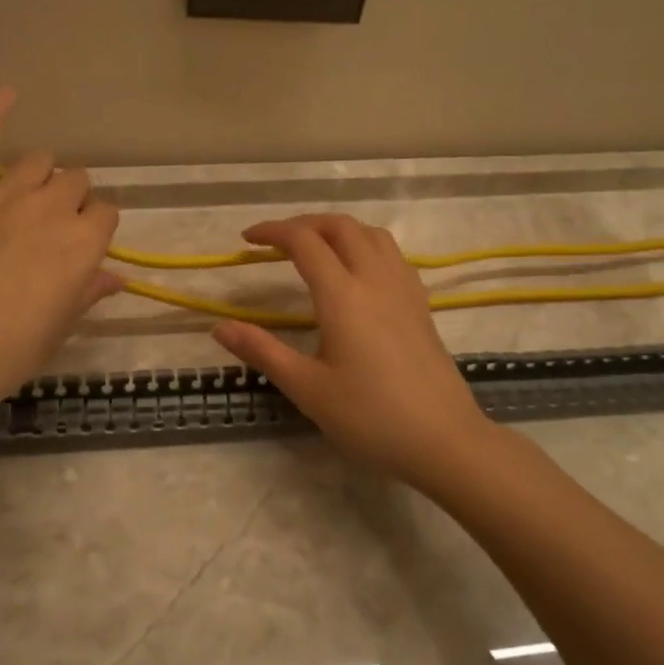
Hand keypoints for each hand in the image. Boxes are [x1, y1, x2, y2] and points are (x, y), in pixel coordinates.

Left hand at [0, 88, 122, 415]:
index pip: (107, 211)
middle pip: (76, 181)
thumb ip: (90, 291)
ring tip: (24, 201)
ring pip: (39, 162)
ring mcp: (3, 195)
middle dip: (71, 200)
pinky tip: (9, 93)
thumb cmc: (10, 351)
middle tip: (49, 231)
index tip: (80, 246)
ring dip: (41, 177)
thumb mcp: (61, 325)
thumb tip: (117, 276)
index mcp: (85, 242)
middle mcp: (52, 208)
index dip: (95, 227)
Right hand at [211, 214, 498, 487]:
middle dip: (304, 223)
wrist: (444, 440)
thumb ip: (262, 351)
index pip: (304, 242)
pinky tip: (358, 272)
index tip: (247, 240)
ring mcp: (404, 289)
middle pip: (340, 226)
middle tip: (277, 241)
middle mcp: (375, 280)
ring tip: (315, 248)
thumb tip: (219, 327)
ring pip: (371, 234)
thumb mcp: (307, 388)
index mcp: (343, 296)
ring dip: (338, 229)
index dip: (273, 232)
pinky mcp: (421, 305)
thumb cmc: (370, 417)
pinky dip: (366, 245)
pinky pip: (392, 254)